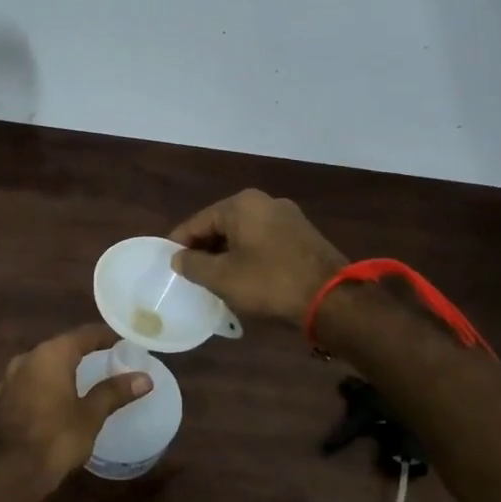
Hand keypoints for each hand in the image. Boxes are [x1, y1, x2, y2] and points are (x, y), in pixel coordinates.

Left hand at [0, 323, 152, 485]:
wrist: (9, 471)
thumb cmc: (56, 438)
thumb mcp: (90, 415)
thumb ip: (114, 392)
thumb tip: (144, 378)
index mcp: (51, 354)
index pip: (84, 334)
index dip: (105, 335)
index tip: (123, 340)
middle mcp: (28, 357)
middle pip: (61, 345)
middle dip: (84, 350)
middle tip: (108, 357)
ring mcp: (10, 377)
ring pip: (43, 363)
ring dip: (63, 367)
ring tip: (85, 376)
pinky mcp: (2, 397)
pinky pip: (31, 380)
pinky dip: (47, 383)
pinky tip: (57, 396)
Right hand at [169, 189, 347, 326]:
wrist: (332, 299)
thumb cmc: (270, 283)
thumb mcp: (222, 277)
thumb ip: (193, 265)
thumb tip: (178, 258)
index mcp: (241, 204)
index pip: (197, 222)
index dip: (179, 244)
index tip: (168, 264)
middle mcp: (264, 202)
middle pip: (221, 225)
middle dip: (205, 249)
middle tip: (191, 275)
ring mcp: (287, 217)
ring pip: (243, 234)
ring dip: (227, 254)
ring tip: (214, 279)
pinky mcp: (302, 235)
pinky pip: (263, 241)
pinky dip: (248, 256)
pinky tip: (244, 277)